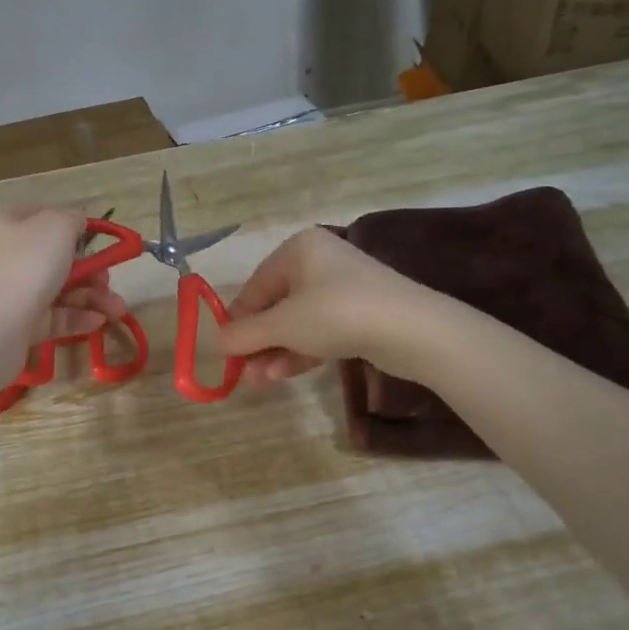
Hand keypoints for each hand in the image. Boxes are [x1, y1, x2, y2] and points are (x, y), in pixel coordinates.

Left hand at [0, 206, 129, 348]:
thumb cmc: (25, 267)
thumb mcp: (56, 227)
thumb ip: (72, 218)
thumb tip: (76, 222)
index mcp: (5, 223)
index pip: (42, 216)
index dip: (72, 227)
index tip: (97, 241)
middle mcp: (2, 254)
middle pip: (53, 257)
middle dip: (90, 270)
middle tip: (109, 281)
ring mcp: (6, 291)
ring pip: (56, 289)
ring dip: (91, 297)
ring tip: (116, 310)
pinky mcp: (14, 323)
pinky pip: (50, 316)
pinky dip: (76, 317)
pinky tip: (99, 322)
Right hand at [219, 227, 437, 382]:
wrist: (412, 330)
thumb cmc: (337, 314)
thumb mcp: (283, 325)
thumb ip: (244, 333)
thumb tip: (215, 342)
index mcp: (298, 249)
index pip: (255, 286)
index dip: (237, 320)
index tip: (224, 352)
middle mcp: (319, 261)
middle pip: (275, 304)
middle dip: (257, 340)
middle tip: (242, 372)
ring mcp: (342, 288)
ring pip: (297, 321)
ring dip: (275, 350)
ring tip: (258, 381)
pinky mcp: (360, 313)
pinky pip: (319, 330)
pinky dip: (300, 350)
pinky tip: (282, 373)